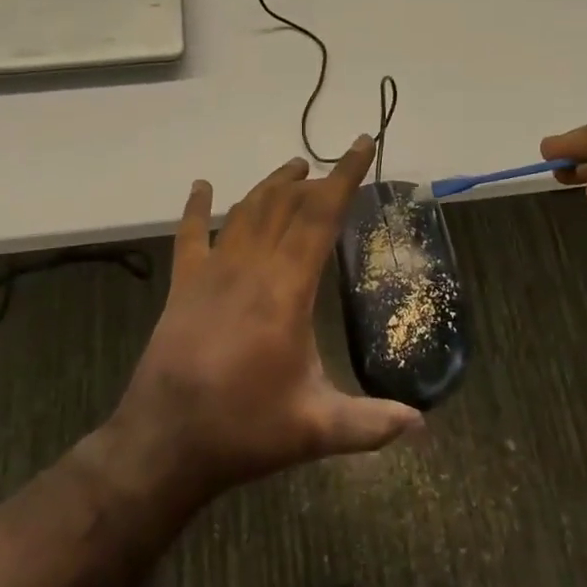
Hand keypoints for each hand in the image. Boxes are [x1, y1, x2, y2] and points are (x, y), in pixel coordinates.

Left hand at [107, 136, 421, 501]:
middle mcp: (250, 267)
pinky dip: (196, 207)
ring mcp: (211, 272)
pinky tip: (201, 186)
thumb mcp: (315, 429)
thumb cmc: (243, 430)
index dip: (345, 177)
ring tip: (293, 168)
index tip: (362, 145)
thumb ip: (371, 424)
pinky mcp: (183, 285)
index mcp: (286, 289)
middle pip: (285, 205)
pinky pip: (190, 235)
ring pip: (246, 211)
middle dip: (314, 181)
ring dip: (271, 185)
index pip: (321, 216)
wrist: (164, 441)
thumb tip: (422, 425)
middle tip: (334, 169)